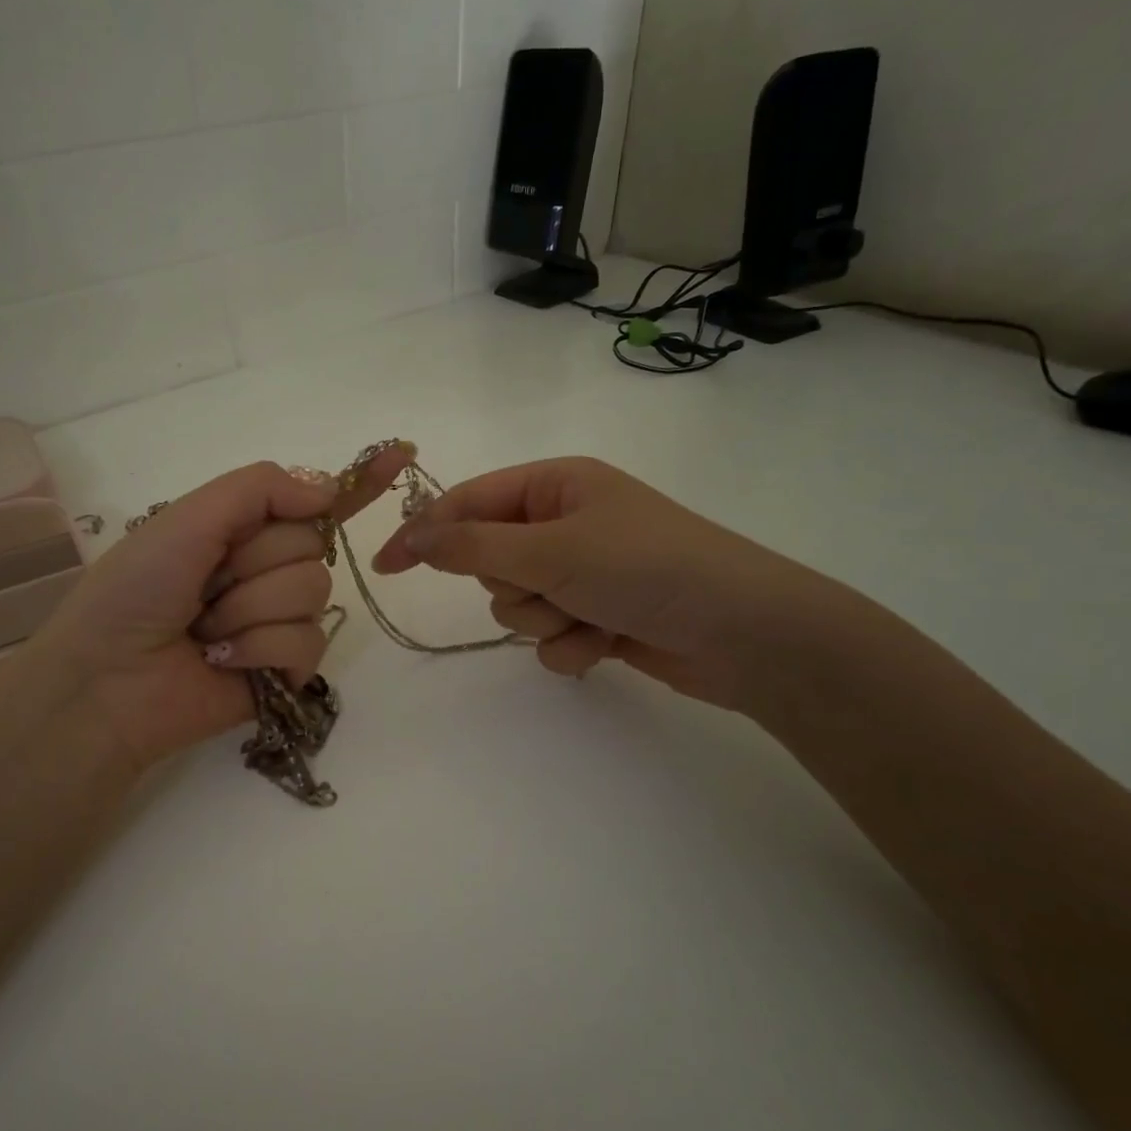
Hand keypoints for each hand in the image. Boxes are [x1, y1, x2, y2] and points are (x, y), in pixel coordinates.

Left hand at [15, 448, 411, 770]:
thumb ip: (258, 489)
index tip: (402, 454)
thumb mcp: (186, 519)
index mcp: (241, 531)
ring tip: (207, 631)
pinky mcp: (287, 669)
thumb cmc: (134, 591)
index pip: (310, 502)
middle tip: (206, 586)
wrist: (104, 682)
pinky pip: (309, 643)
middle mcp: (266, 570)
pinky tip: (224, 661)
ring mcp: (279, 620)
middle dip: (255, 562)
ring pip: (313, 593)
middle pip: (312, 544)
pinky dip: (261, 650)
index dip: (356, 482)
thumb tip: (327, 489)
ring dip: (251, 609)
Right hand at [371, 456, 847, 714]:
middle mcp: (566, 523)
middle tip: (550, 587)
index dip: (425, 533)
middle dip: (512, 585)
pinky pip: (550, 636)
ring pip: (517, 604)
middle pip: (490, 561)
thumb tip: (409, 535)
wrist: (745, 632)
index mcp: (556, 485)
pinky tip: (607, 643)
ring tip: (589, 617)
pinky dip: (571, 645)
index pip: (469, 503)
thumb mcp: (551, 548)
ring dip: (543, 618)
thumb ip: (471, 546)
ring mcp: (584, 572)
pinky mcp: (599, 615)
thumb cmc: (645, 567)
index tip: (386, 568)